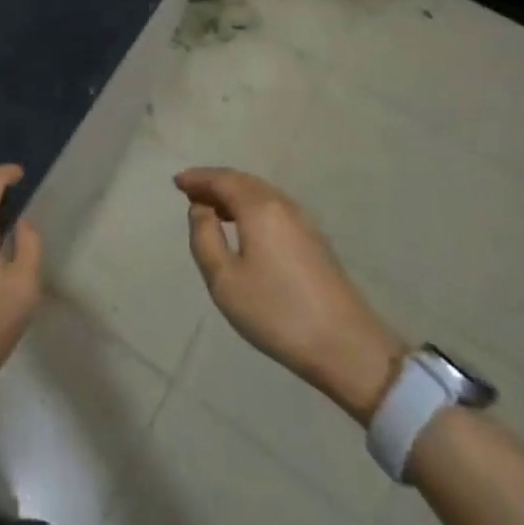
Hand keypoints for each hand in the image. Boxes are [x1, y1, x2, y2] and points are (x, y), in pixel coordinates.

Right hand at [177, 167, 405, 423]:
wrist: (346, 346)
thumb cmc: (276, 311)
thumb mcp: (224, 279)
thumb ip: (204, 237)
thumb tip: (200, 209)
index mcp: (259, 207)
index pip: (222, 179)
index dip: (197, 178)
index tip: (176, 182)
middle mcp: (282, 204)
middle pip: (243, 181)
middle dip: (215, 183)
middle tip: (190, 191)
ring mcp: (302, 221)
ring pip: (260, 194)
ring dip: (233, 194)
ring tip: (211, 207)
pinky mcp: (313, 240)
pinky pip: (273, 207)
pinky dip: (251, 206)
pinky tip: (243, 226)